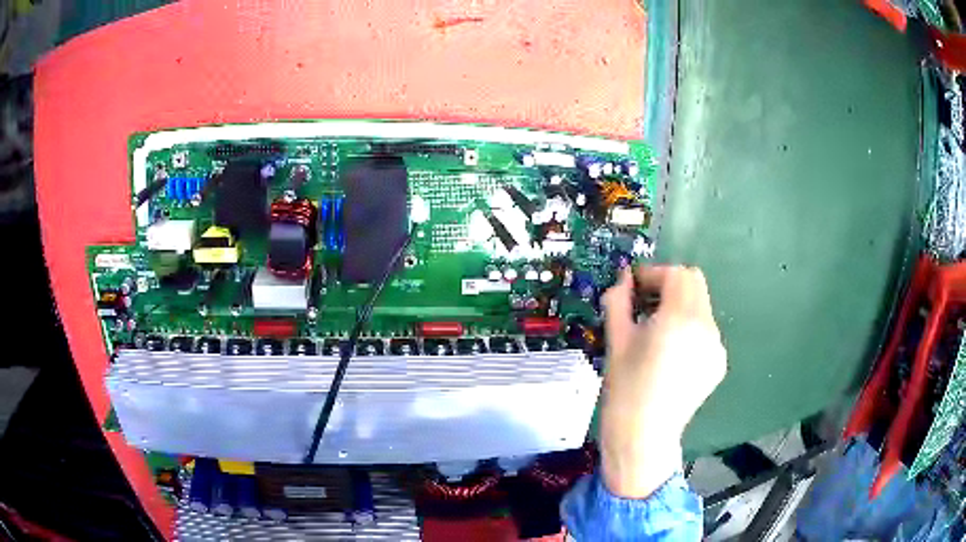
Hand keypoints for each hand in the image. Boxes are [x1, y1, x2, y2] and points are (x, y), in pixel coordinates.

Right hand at [599, 265, 726, 497]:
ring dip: (679, 306)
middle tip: (645, 305)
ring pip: (701, 306)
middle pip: (694, 284)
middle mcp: (706, 326)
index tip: (634, 289)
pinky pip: (705, 330)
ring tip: (656, 331)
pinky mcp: (718, 363)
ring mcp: (716, 346)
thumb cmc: (624, 390)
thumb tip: (623, 279)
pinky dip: (689, 328)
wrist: (643, 436)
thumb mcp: (616, 341)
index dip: (653, 275)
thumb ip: (619, 301)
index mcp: (680, 318)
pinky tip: (671, 353)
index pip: (676, 274)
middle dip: (669, 286)